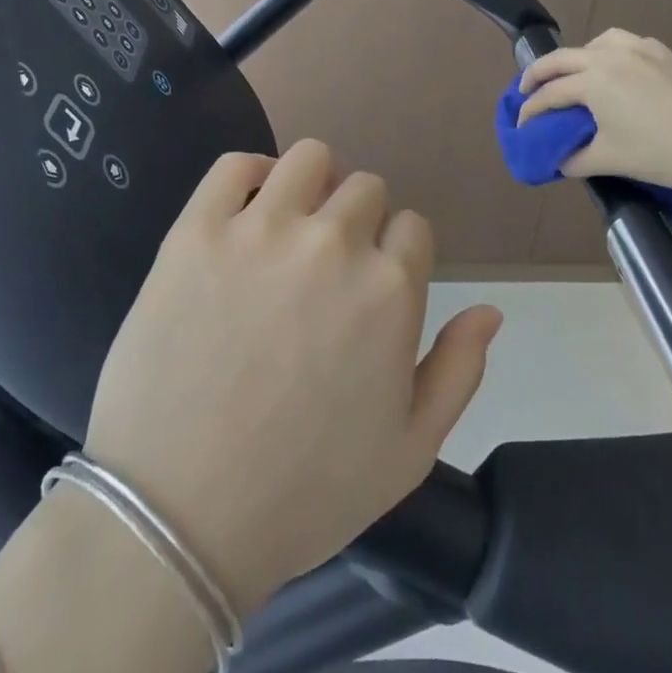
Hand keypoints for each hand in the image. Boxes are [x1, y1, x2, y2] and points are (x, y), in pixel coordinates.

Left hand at [82, 139, 502, 618]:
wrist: (181, 514)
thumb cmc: (305, 492)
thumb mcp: (409, 451)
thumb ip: (459, 370)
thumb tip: (490, 310)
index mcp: (390, 290)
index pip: (413, 226)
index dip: (396, 252)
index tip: (371, 282)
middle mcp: (333, 244)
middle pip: (365, 188)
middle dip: (358, 220)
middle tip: (326, 265)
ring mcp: (261, 229)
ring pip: (309, 158)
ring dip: (312, 183)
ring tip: (291, 225)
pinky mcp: (198, 230)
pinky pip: (234, 166)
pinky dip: (250, 174)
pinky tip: (248, 209)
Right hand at [517, 29, 671, 195]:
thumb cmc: (662, 155)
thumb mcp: (611, 160)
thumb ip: (576, 159)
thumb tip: (558, 161)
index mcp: (593, 81)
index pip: (550, 94)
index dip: (531, 110)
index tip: (521, 124)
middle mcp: (609, 56)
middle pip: (561, 59)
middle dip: (538, 75)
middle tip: (526, 91)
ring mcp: (638, 49)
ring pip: (592, 44)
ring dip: (573, 59)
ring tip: (570, 77)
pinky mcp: (662, 52)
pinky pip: (621, 42)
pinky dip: (605, 51)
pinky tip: (611, 69)